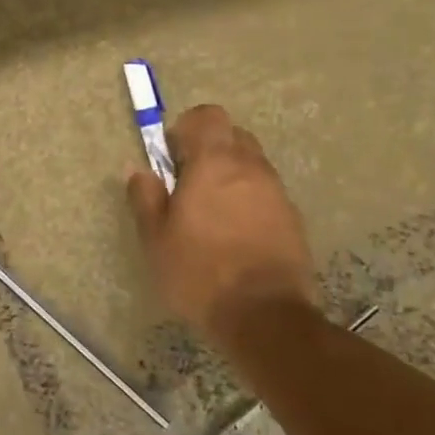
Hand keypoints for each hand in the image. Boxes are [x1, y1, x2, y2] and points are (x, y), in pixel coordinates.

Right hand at [126, 104, 317, 335]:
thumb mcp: (155, 238)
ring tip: (213, 215)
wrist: (264, 318)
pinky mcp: (294, 220)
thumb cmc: (199, 272)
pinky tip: (236, 236)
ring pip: (252, 165)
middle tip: (189, 185)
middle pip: (232, 135)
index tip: (172, 158)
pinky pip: (267, 194)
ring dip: (231, 176)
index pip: (207, 115)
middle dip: (210, 149)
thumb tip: (140, 171)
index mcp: (214, 162)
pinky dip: (250, 201)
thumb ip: (145, 197)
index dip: (186, 128)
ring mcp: (277, 192)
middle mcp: (250, 167)